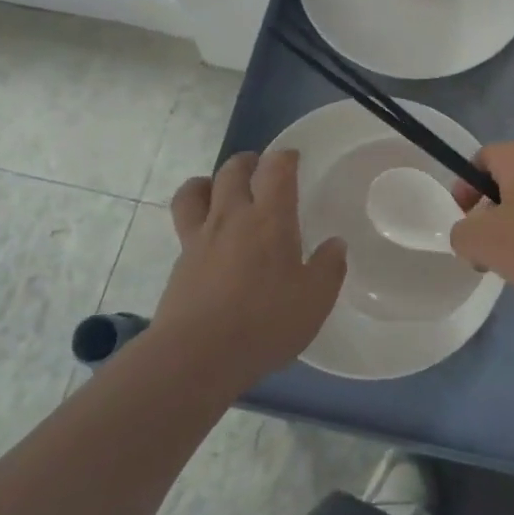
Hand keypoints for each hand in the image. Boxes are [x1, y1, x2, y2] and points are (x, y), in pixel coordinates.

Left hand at [157, 151, 346, 391]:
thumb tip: (335, 244)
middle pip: (232, 171)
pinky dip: (196, 218)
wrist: (196, 357)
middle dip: (247, 162)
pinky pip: (184, 224)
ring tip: (220, 190)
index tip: (293, 158)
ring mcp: (199, 238)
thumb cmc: (264, 323)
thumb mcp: (314, 301)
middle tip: (259, 168)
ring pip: (195, 190)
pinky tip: (209, 239)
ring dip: (209, 181)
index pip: (276, 169)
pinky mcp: (179, 263)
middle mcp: (231, 217)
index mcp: (269, 219)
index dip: (285, 157)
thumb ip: (328, 268)